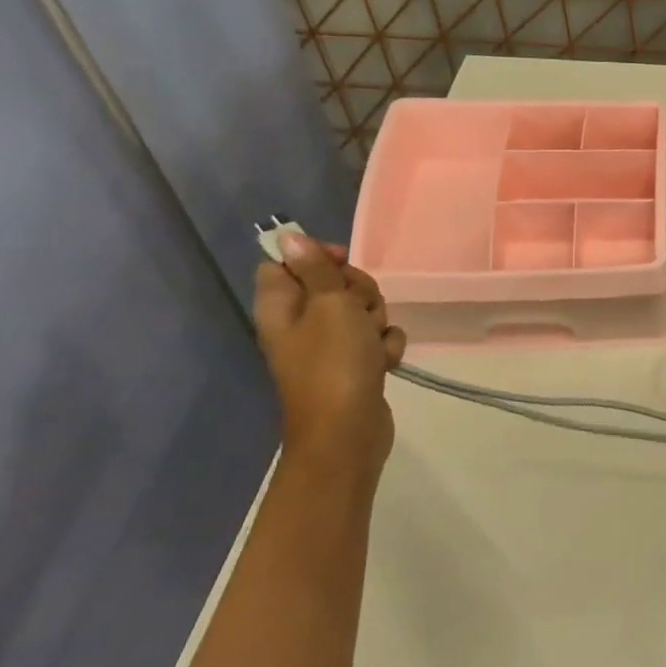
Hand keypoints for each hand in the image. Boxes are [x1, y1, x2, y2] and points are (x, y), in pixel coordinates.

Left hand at [253, 234, 406, 471]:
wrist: (348, 430)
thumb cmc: (334, 363)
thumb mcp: (330, 305)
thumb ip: (316, 269)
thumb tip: (288, 236)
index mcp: (281, 306)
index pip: (286, 263)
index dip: (316, 257)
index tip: (342, 262)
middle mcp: (299, 323)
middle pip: (332, 284)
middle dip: (359, 291)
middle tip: (359, 310)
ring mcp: (328, 345)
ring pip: (361, 311)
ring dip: (377, 320)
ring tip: (372, 342)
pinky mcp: (354, 364)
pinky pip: (376, 338)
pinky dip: (384, 346)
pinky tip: (384, 361)